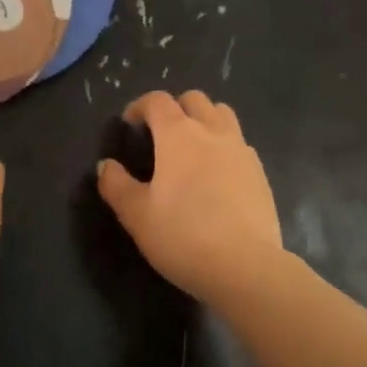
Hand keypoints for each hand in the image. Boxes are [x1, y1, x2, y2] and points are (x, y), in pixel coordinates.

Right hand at [97, 90, 284, 306]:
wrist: (245, 266)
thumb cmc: (183, 236)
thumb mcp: (137, 215)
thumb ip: (117, 186)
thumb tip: (106, 166)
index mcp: (179, 135)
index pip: (158, 101)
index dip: (140, 106)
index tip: (130, 123)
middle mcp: (213, 132)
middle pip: (195, 100)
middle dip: (175, 108)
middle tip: (161, 133)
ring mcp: (242, 150)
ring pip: (223, 114)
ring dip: (204, 120)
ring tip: (192, 147)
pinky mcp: (260, 172)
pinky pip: (239, 143)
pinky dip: (224, 146)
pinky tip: (217, 175)